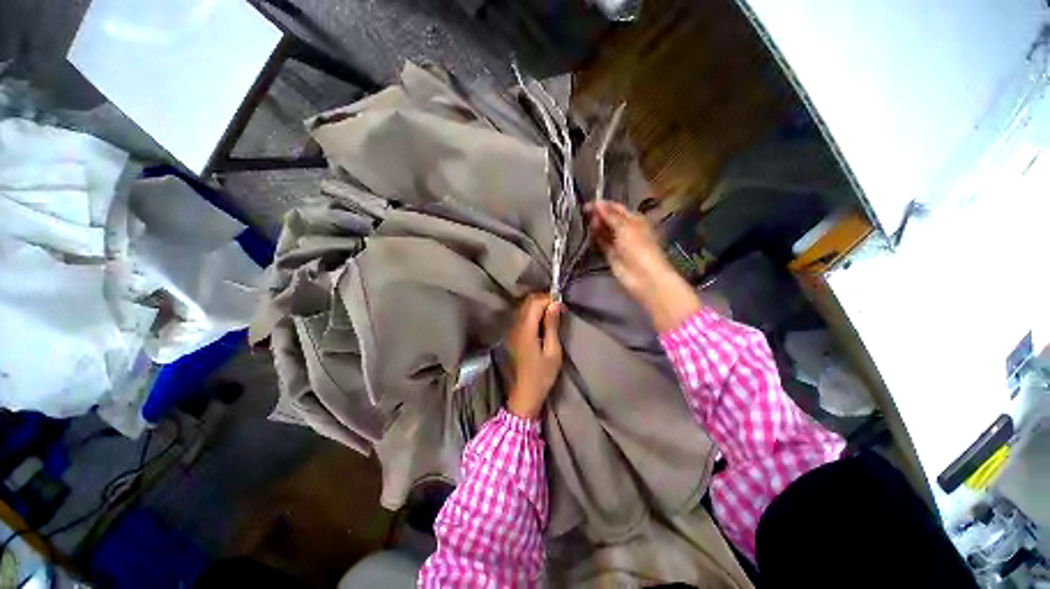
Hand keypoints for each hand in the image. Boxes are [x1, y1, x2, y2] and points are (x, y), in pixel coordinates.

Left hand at [506, 293, 563, 418]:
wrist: (525, 393)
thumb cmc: (542, 374)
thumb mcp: (553, 351)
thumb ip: (552, 325)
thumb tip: (556, 304)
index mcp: (526, 329)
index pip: (535, 303)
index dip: (548, 299)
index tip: (562, 304)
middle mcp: (516, 325)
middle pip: (527, 302)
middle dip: (543, 300)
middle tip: (558, 308)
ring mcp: (512, 330)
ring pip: (524, 308)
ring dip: (538, 306)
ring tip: (553, 314)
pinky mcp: (513, 335)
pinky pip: (522, 316)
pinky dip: (533, 313)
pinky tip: (543, 321)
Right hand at [585, 200, 700, 331]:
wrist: (643, 276)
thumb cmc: (638, 247)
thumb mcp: (625, 227)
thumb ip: (610, 215)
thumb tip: (598, 203)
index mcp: (634, 219)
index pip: (617, 208)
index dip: (604, 205)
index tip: (588, 203)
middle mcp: (626, 230)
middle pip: (610, 219)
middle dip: (598, 215)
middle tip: (584, 212)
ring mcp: (618, 243)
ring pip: (605, 231)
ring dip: (596, 226)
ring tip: (585, 221)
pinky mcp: (611, 255)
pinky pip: (601, 244)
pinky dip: (595, 238)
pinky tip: (588, 233)